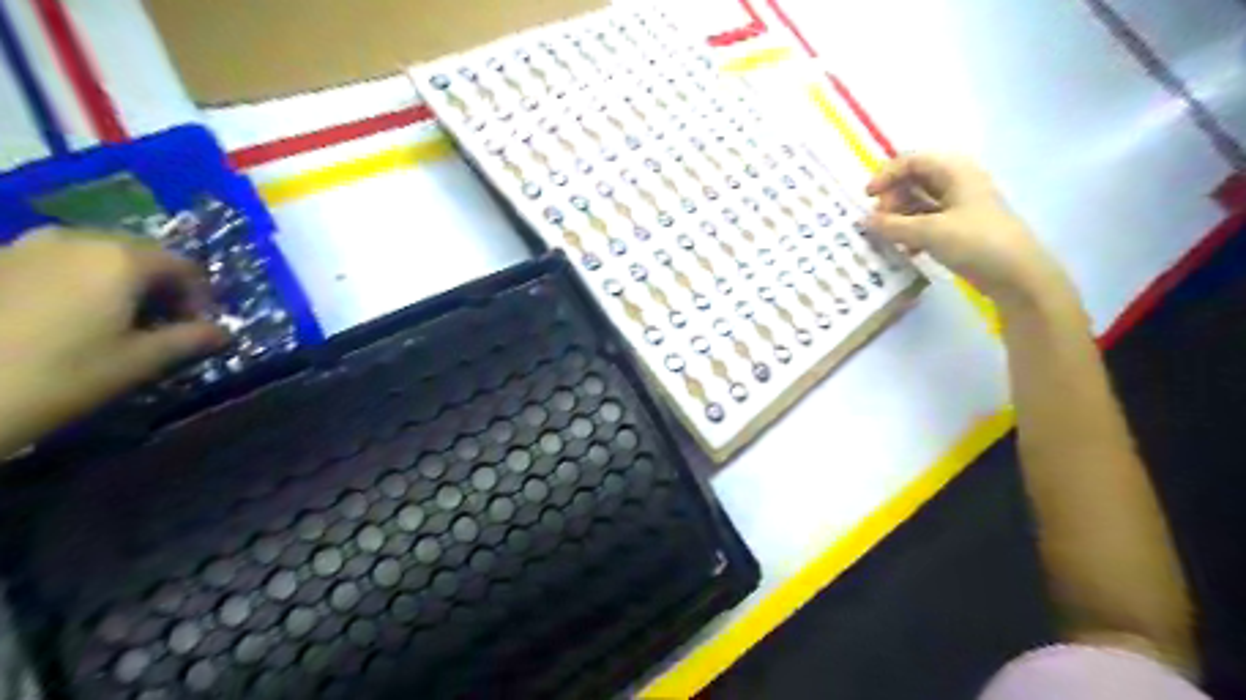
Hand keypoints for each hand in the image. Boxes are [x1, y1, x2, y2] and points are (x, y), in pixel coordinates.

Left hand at [0, 226, 226, 450]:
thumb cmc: (58, 375)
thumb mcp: (138, 362)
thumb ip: (188, 340)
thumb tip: (221, 332)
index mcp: (121, 259)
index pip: (184, 266)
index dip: (200, 297)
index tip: (199, 329)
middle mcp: (78, 238)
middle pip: (140, 253)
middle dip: (161, 286)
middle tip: (164, 325)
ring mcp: (27, 245)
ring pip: (96, 255)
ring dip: (120, 283)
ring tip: (117, 322)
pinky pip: (57, 262)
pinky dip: (79, 282)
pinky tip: (70, 319)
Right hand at [868, 154, 1070, 302]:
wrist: (1017, 275)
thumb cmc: (976, 242)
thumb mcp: (929, 232)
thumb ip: (893, 226)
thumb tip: (865, 221)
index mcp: (955, 172)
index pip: (912, 161)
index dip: (886, 175)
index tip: (868, 197)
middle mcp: (958, 183)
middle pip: (915, 180)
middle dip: (892, 197)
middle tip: (879, 220)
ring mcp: (960, 206)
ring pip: (920, 202)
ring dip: (899, 216)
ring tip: (887, 236)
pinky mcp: (961, 228)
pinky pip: (928, 221)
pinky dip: (912, 231)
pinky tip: (905, 249)